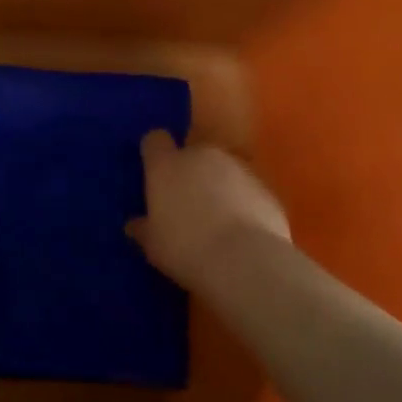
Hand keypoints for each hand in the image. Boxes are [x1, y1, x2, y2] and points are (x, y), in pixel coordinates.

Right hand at [128, 132, 290, 288]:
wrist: (245, 261)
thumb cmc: (185, 248)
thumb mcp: (153, 244)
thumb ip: (143, 228)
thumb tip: (135, 224)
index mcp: (166, 165)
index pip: (155, 140)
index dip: (154, 153)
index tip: (154, 170)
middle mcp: (202, 156)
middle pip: (192, 153)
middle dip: (189, 171)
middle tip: (185, 203)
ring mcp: (239, 168)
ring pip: (223, 170)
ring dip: (218, 186)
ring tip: (217, 220)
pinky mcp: (266, 188)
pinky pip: (247, 190)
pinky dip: (243, 202)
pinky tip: (241, 231)